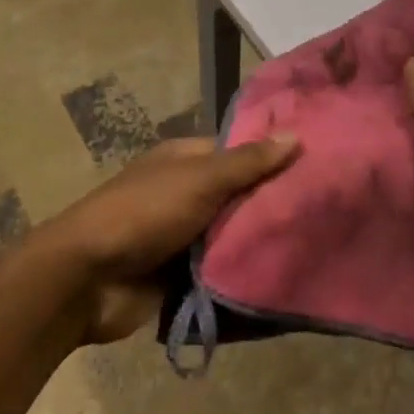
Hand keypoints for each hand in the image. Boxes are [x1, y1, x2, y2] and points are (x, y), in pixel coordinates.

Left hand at [42, 133, 299, 343]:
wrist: (87, 279)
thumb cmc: (144, 213)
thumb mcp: (199, 180)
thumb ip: (247, 162)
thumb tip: (294, 134)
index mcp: (186, 160)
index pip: (239, 151)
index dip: (273, 156)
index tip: (317, 166)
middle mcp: (186, 192)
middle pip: (239, 195)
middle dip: (271, 204)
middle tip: (326, 212)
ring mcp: (183, 235)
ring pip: (231, 235)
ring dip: (259, 243)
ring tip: (316, 245)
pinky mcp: (181, 275)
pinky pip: (220, 271)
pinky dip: (242, 275)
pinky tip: (283, 277)